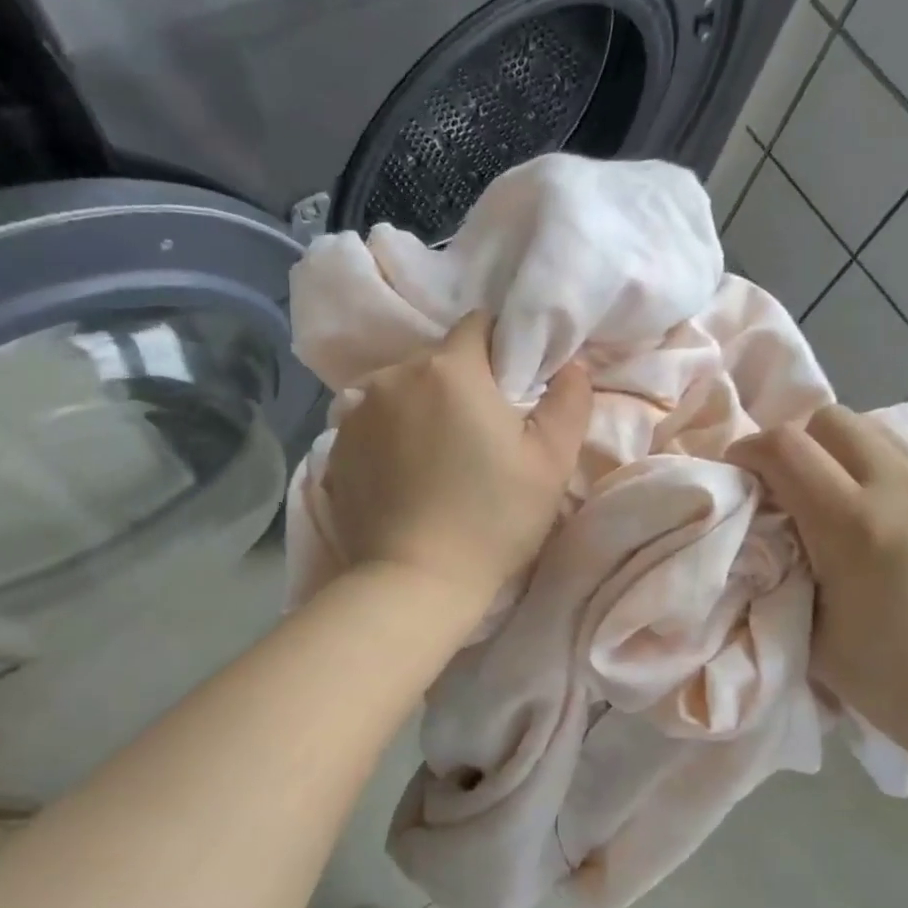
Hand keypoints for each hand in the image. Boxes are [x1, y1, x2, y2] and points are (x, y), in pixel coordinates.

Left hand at [323, 311, 592, 610]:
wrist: (414, 581)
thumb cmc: (492, 520)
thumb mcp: (551, 463)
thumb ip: (569, 402)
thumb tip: (571, 367)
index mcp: (451, 369)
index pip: (479, 326)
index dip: (501, 350)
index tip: (512, 388)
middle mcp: (396, 376)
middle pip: (438, 359)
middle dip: (461, 382)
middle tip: (480, 432)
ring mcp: (358, 411)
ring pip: (402, 389)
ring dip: (421, 407)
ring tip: (437, 456)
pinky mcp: (336, 447)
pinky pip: (373, 422)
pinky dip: (391, 434)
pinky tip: (405, 474)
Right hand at [729, 405, 907, 759]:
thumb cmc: (890, 682)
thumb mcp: (811, 628)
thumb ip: (784, 564)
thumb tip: (770, 527)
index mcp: (856, 525)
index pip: (785, 446)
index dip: (748, 450)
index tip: (738, 474)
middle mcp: (906, 490)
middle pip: (831, 419)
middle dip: (794, 442)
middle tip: (784, 485)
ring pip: (874, 431)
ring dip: (838, 453)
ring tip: (833, 499)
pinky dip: (879, 471)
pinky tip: (883, 519)